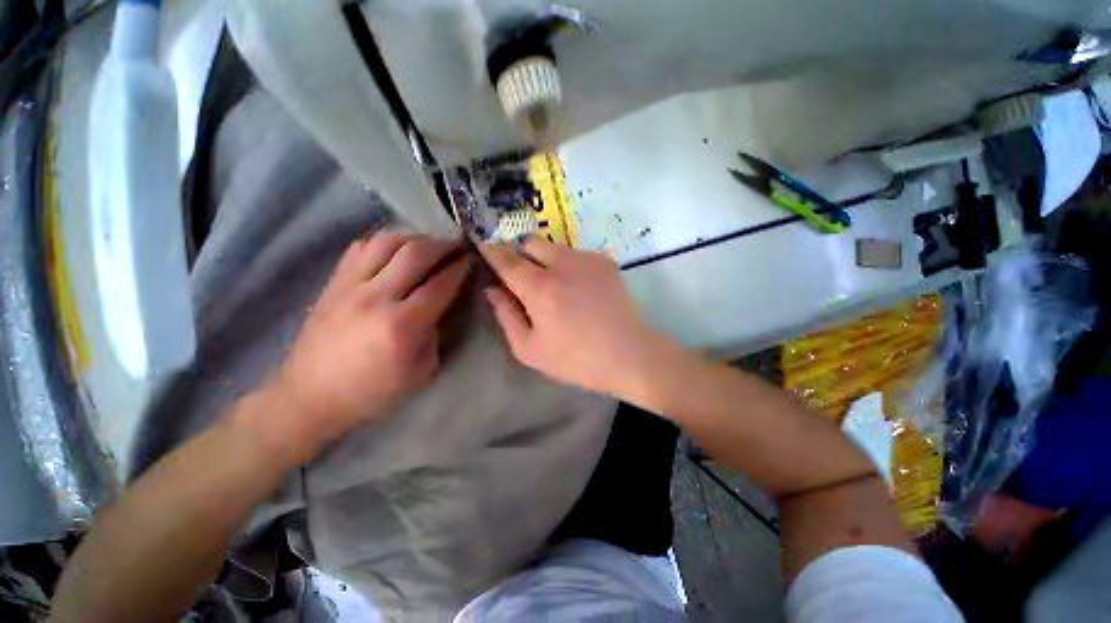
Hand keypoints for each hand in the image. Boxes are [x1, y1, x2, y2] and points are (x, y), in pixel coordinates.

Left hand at [259, 231, 470, 459]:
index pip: (440, 284)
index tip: (470, 258)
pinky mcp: (333, 283)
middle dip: (442, 245)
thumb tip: (439, 305)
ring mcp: (349, 286)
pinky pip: (360, 248)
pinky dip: (383, 243)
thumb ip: (435, 334)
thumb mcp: (421, 372)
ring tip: (427, 245)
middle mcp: (376, 298)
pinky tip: (394, 251)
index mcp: (402, 326)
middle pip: (415, 253)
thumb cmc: (372, 392)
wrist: (309, 396)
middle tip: (455, 245)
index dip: (459, 267)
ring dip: (414, 237)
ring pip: (386, 242)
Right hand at [479, 238, 672, 396]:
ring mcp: (587, 259)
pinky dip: (569, 265)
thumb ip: (506, 316)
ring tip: (556, 286)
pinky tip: (579, 288)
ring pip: (554, 247)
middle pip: (530, 242)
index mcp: (540, 289)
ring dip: (545, 260)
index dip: (491, 250)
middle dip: (521, 253)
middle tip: (525, 276)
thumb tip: (493, 290)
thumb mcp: (530, 349)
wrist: (628, 354)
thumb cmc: (576, 359)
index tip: (483, 244)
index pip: (506, 260)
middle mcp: (562, 265)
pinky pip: (576, 254)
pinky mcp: (605, 261)